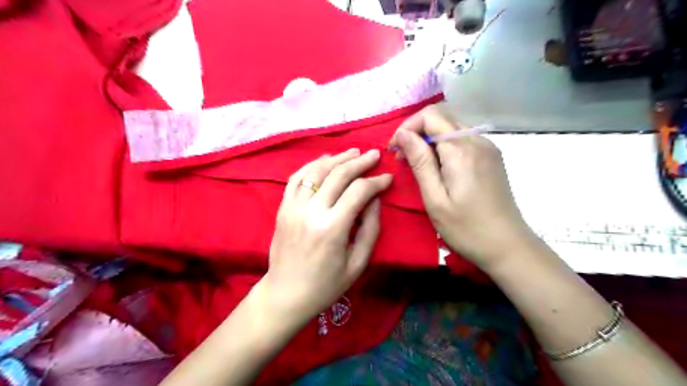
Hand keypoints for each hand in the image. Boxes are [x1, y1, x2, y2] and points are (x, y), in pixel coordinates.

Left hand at [264, 148, 391, 324]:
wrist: (286, 293)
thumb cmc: (326, 284)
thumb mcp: (358, 262)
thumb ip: (370, 228)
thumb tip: (375, 199)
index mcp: (332, 228)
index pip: (359, 192)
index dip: (376, 182)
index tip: (387, 178)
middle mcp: (311, 211)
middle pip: (338, 175)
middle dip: (359, 162)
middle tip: (374, 154)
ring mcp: (293, 207)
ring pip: (316, 171)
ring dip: (337, 158)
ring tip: (353, 152)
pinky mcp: (283, 207)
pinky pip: (296, 178)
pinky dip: (312, 165)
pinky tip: (325, 160)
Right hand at [388, 105, 538, 270]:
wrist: (508, 246)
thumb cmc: (465, 228)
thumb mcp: (435, 198)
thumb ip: (420, 162)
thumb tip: (403, 134)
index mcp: (461, 150)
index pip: (430, 116)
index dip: (407, 127)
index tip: (394, 150)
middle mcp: (477, 141)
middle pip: (442, 118)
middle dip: (416, 132)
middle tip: (402, 158)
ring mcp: (488, 147)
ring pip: (451, 128)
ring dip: (430, 139)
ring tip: (417, 164)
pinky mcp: (491, 157)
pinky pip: (463, 140)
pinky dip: (444, 147)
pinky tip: (438, 167)